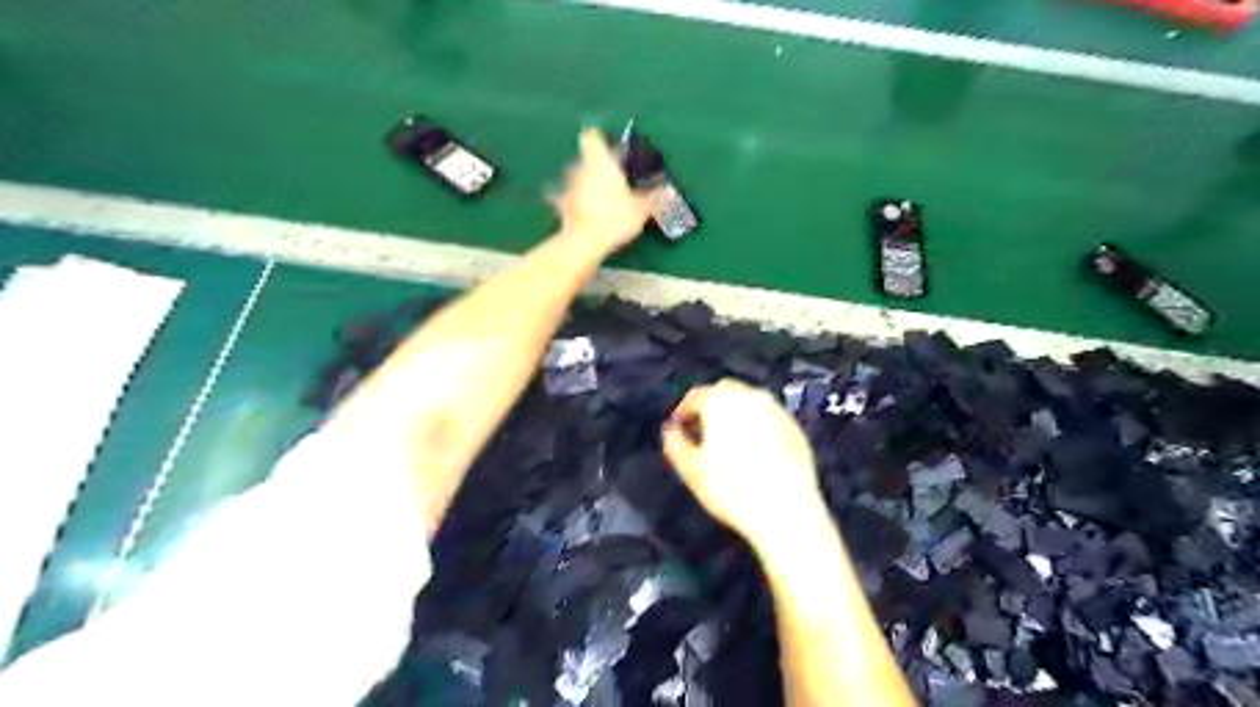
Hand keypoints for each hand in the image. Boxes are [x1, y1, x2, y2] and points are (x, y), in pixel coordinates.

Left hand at [552, 126, 653, 253]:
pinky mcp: (562, 208)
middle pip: (586, 159)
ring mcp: (568, 188)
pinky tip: (585, 214)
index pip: (592, 137)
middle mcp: (580, 169)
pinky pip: (568, 201)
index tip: (611, 149)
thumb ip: (655, 197)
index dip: (600, 140)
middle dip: (596, 166)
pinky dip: (575, 204)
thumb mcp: (641, 209)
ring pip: (576, 179)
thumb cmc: (614, 217)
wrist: (584, 242)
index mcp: (600, 162)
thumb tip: (671, 190)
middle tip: (613, 177)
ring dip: (585, 184)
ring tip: (600, 198)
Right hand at [661, 380, 828, 551]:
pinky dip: (759, 425)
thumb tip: (670, 430)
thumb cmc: (731, 489)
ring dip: (736, 413)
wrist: (785, 510)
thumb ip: (675, 444)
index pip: (696, 395)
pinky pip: (770, 417)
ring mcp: (777, 410)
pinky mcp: (795, 427)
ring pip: (750, 402)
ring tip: (729, 441)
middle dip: (711, 405)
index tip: (679, 428)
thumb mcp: (691, 470)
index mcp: (721, 401)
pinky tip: (756, 450)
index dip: (683, 411)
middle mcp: (750, 397)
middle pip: (724, 391)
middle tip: (703, 431)